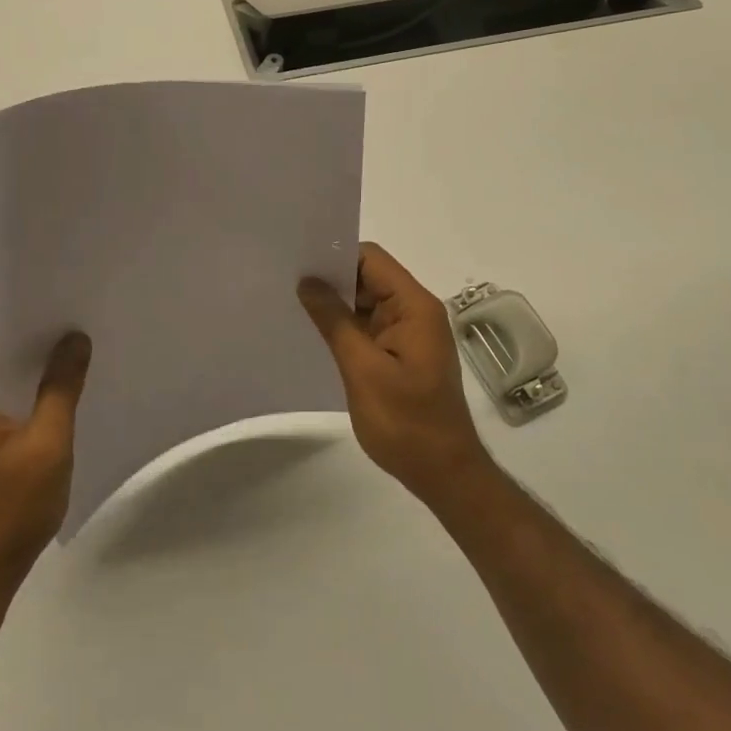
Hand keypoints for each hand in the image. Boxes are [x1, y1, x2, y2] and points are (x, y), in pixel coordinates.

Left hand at [0, 334, 90, 603]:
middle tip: (76, 316)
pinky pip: (5, 406)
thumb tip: (75, 338)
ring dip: (34, 370)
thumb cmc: (9, 510)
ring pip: (2, 383)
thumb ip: (60, 388)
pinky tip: (64, 388)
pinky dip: (31, 395)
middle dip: (33, 341)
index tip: (56, 298)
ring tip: (77, 344)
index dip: (18, 316)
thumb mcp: (46, 444)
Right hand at [298, 243, 492, 508]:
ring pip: (368, 302)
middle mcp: (416, 311)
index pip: (372, 259)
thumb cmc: (406, 422)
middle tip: (287, 282)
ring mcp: (410, 333)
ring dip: (337, 304)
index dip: (336, 256)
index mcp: (414, 306)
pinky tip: (316, 333)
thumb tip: (308, 282)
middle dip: (332, 279)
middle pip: (370, 277)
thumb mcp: (363, 369)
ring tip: (293, 304)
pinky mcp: (402, 353)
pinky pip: (370, 326)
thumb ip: (335, 321)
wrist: (444, 474)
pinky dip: (346, 326)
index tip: (299, 263)